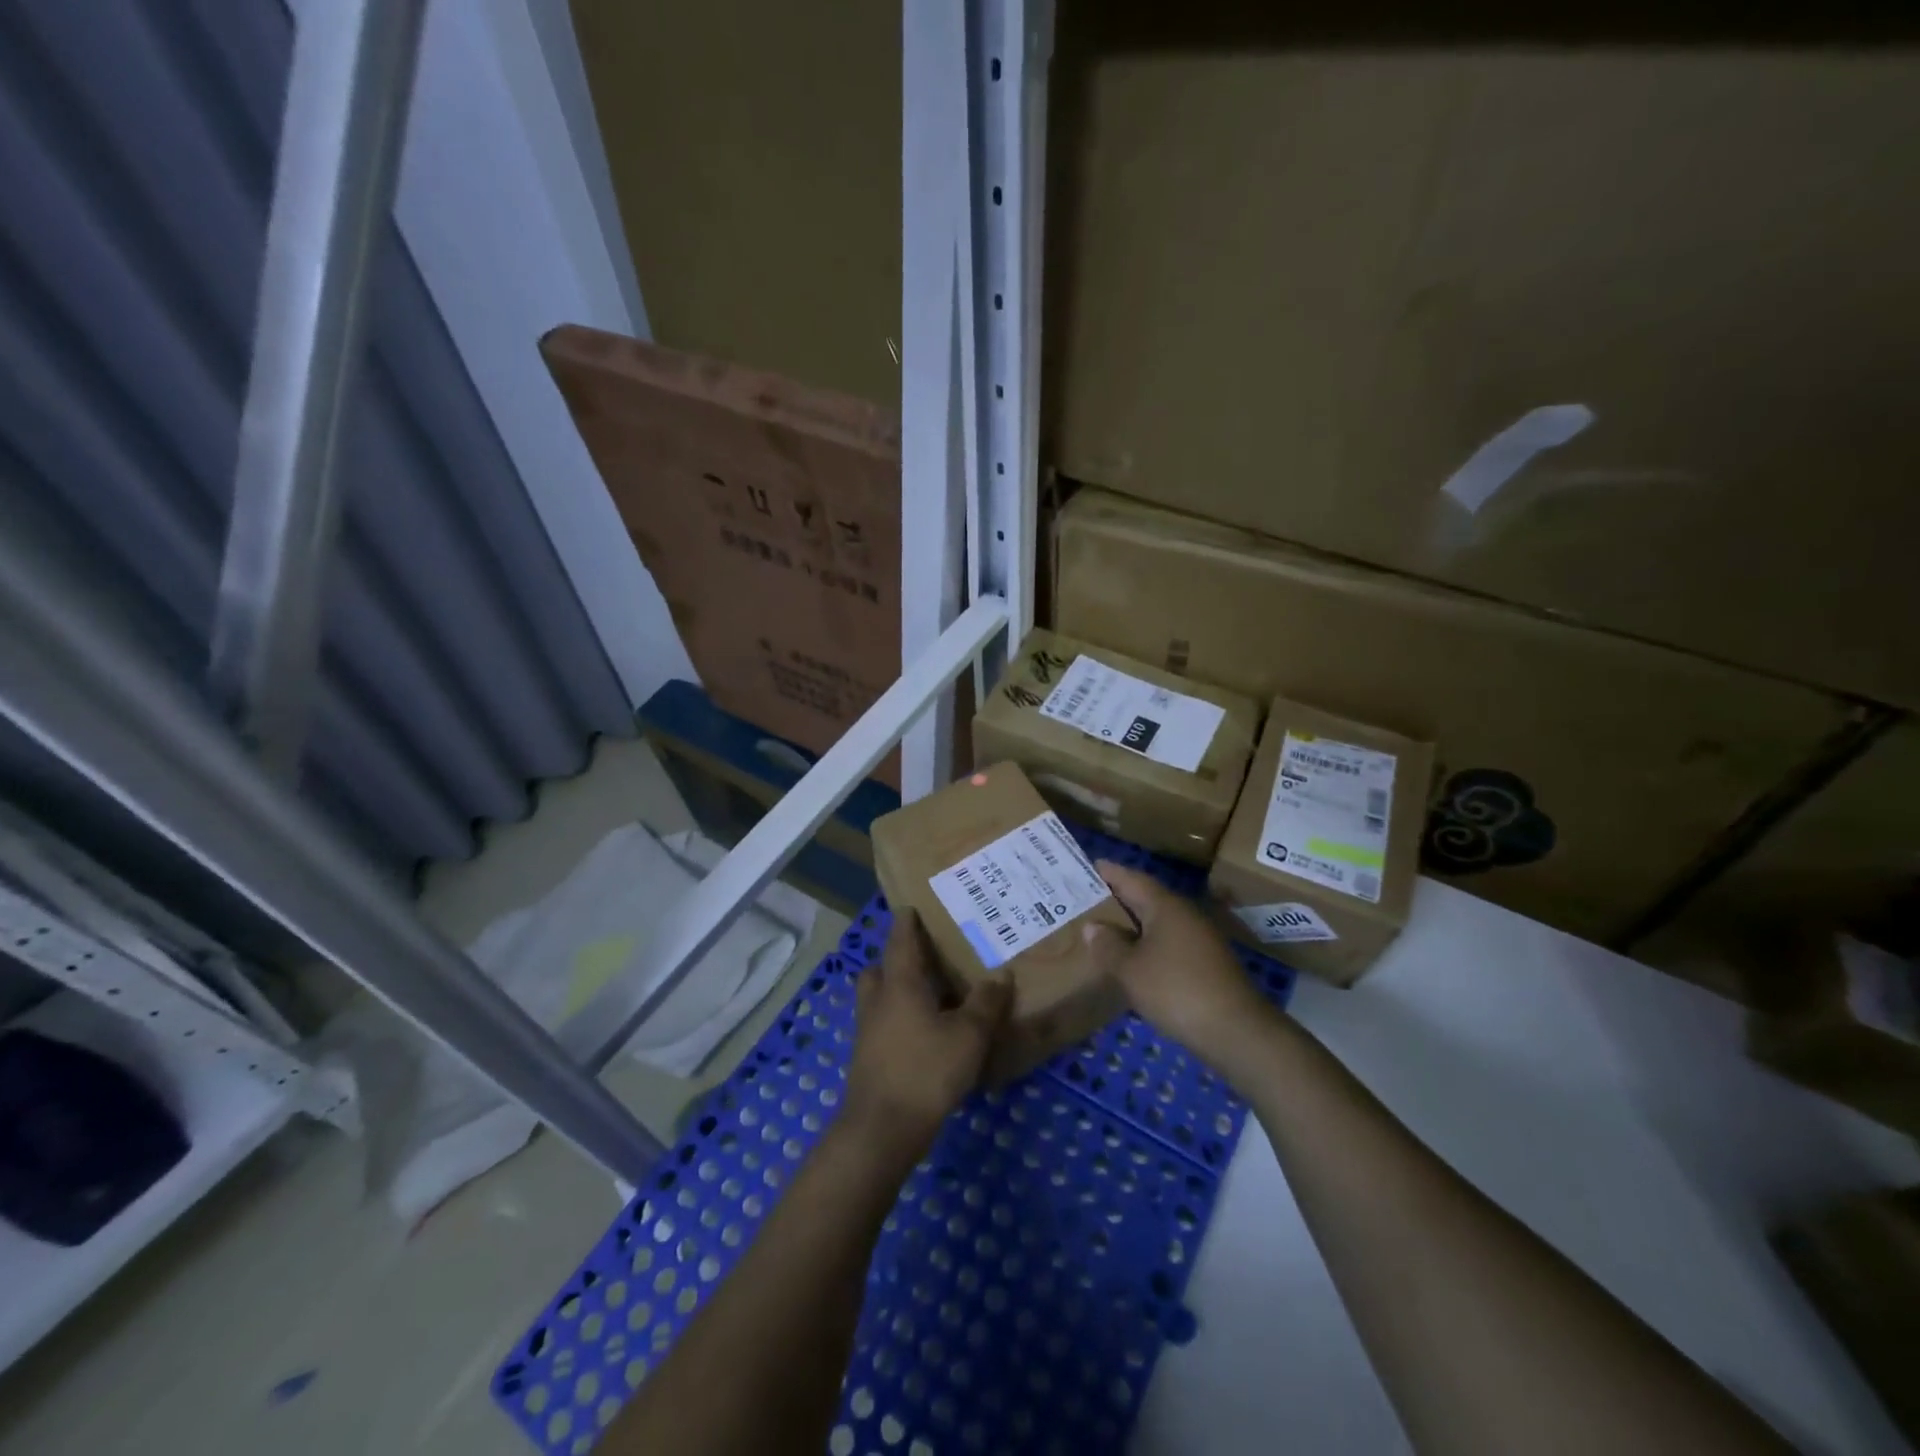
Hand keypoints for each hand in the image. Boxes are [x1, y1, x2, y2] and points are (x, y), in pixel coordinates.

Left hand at [843, 909, 1010, 1163]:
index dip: (906, 922)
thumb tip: (1001, 975)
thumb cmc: (926, 1070)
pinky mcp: (867, 1058)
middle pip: (880, 968)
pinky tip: (923, 1035)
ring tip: (928, 996)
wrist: (882, 1129)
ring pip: (878, 998)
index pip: (900, 940)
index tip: (910, 907)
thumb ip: (986, 1004)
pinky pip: (882, 1024)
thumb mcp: (968, 1035)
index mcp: (899, 983)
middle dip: (896, 959)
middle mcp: (878, 1000)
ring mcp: (867, 1031)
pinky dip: (898, 1020)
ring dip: (896, 991)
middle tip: (923, 958)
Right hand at [1082, 860, 1275, 1065]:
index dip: (1111, 872)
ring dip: (1134, 923)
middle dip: (1120, 897)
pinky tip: (1135, 959)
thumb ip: (1108, 946)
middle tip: (1089, 898)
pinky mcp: (1207, 963)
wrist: (1236, 1030)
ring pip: (1159, 922)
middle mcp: (1185, 914)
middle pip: (1147, 898)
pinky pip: (1169, 942)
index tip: (1092, 865)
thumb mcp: (1131, 970)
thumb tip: (1093, 926)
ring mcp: (1200, 939)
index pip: (1133, 879)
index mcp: (1165, 906)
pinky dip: (1149, 944)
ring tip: (1106, 928)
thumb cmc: (1176, 990)